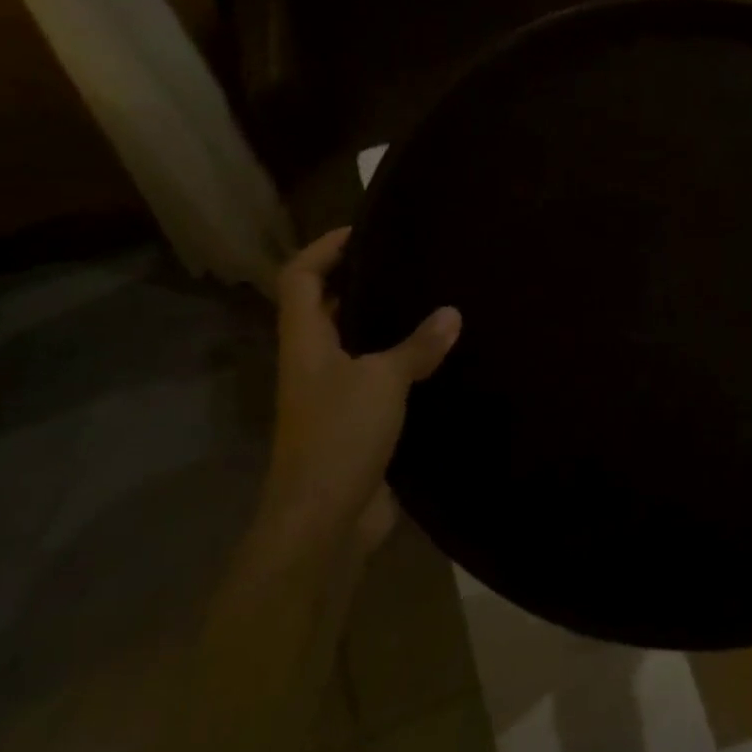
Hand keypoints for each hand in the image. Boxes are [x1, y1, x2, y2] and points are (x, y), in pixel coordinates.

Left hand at [265, 228, 460, 553]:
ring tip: (429, 300)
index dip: (324, 248)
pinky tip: (436, 358)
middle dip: (356, 280)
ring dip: (382, 322)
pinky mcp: (356, 423)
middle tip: (406, 261)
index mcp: (306, 343)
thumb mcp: (383, 381)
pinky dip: (402, 362)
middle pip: (323, 307)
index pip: (299, 278)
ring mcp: (332, 395)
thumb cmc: (341, 436)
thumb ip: (417, 345)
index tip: (363, 230)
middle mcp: (313, 363)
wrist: (324, 521)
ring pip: (354, 343)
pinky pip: (378, 378)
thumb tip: (452, 313)